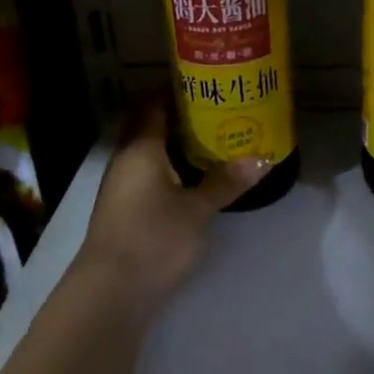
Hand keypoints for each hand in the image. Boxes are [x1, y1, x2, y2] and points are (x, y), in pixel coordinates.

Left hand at [77, 99, 266, 308]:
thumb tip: (263, 158)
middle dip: (178, 115)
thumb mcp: (198, 210)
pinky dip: (168, 167)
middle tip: (215, 107)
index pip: (155, 104)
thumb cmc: (154, 238)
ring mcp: (121, 186)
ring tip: (211, 137)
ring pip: (148, 151)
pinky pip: (147, 173)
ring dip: (173, 143)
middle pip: (149, 125)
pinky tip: (191, 175)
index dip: (176, 89)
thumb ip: (226, 182)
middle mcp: (126, 159)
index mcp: (141, 148)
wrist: (110, 293)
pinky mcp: (123, 210)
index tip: (206, 81)